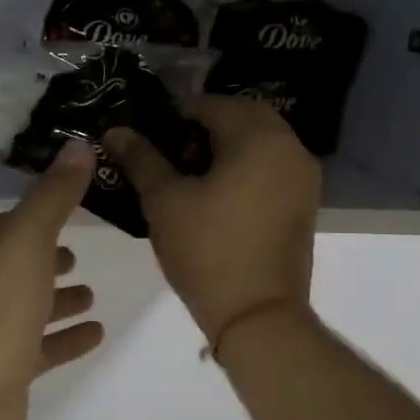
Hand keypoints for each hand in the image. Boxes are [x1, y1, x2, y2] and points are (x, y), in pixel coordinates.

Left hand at [0, 140, 105, 419]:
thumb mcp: (28, 238)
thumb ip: (54, 194)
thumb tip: (78, 143)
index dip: (28, 216)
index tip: (63, 210)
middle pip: (13, 265)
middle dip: (42, 258)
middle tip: (76, 255)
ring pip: (26, 306)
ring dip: (55, 298)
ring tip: (90, 292)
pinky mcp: (4, 371)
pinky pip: (40, 346)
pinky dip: (65, 337)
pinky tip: (96, 332)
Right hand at [103, 96, 319, 342]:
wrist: (257, 314)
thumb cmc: (207, 251)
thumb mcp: (165, 201)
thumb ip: (141, 159)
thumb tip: (115, 130)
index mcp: (258, 138)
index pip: (212, 104)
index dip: (176, 113)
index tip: (149, 134)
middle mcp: (290, 147)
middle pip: (243, 116)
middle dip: (205, 125)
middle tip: (169, 149)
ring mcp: (303, 177)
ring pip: (261, 141)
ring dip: (227, 144)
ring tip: (189, 171)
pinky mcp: (304, 203)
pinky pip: (272, 165)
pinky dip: (246, 165)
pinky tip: (217, 192)